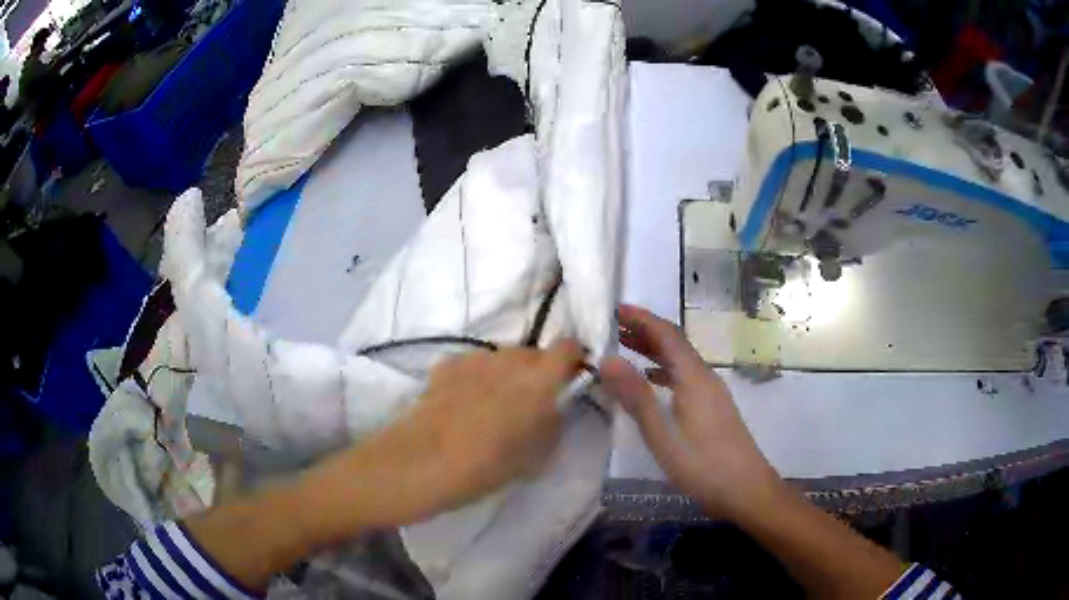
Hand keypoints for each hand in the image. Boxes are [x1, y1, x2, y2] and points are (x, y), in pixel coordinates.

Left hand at [303, 339, 584, 538]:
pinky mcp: (446, 365)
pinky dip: (476, 378)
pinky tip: (462, 405)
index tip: (569, 381)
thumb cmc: (486, 467)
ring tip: (490, 408)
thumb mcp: (535, 456)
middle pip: (533, 353)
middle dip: (537, 373)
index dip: (572, 360)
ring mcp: (474, 359)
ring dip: (505, 376)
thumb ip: (552, 423)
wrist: (421, 463)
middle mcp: (509, 359)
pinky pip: (473, 366)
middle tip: (527, 405)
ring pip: (501, 359)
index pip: (567, 347)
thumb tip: (553, 407)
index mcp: (538, 380)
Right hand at [600, 304, 782, 519]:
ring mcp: (711, 393)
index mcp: (694, 378)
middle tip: (614, 325)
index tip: (616, 308)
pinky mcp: (713, 408)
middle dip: (646, 330)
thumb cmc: (703, 465)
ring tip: (626, 346)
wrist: (747, 489)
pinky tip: (652, 381)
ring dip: (654, 349)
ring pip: (680, 360)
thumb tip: (607, 360)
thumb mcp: (663, 435)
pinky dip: (664, 370)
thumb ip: (636, 397)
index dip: (642, 318)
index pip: (667, 335)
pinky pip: (685, 376)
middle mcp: (704, 377)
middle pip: (675, 344)